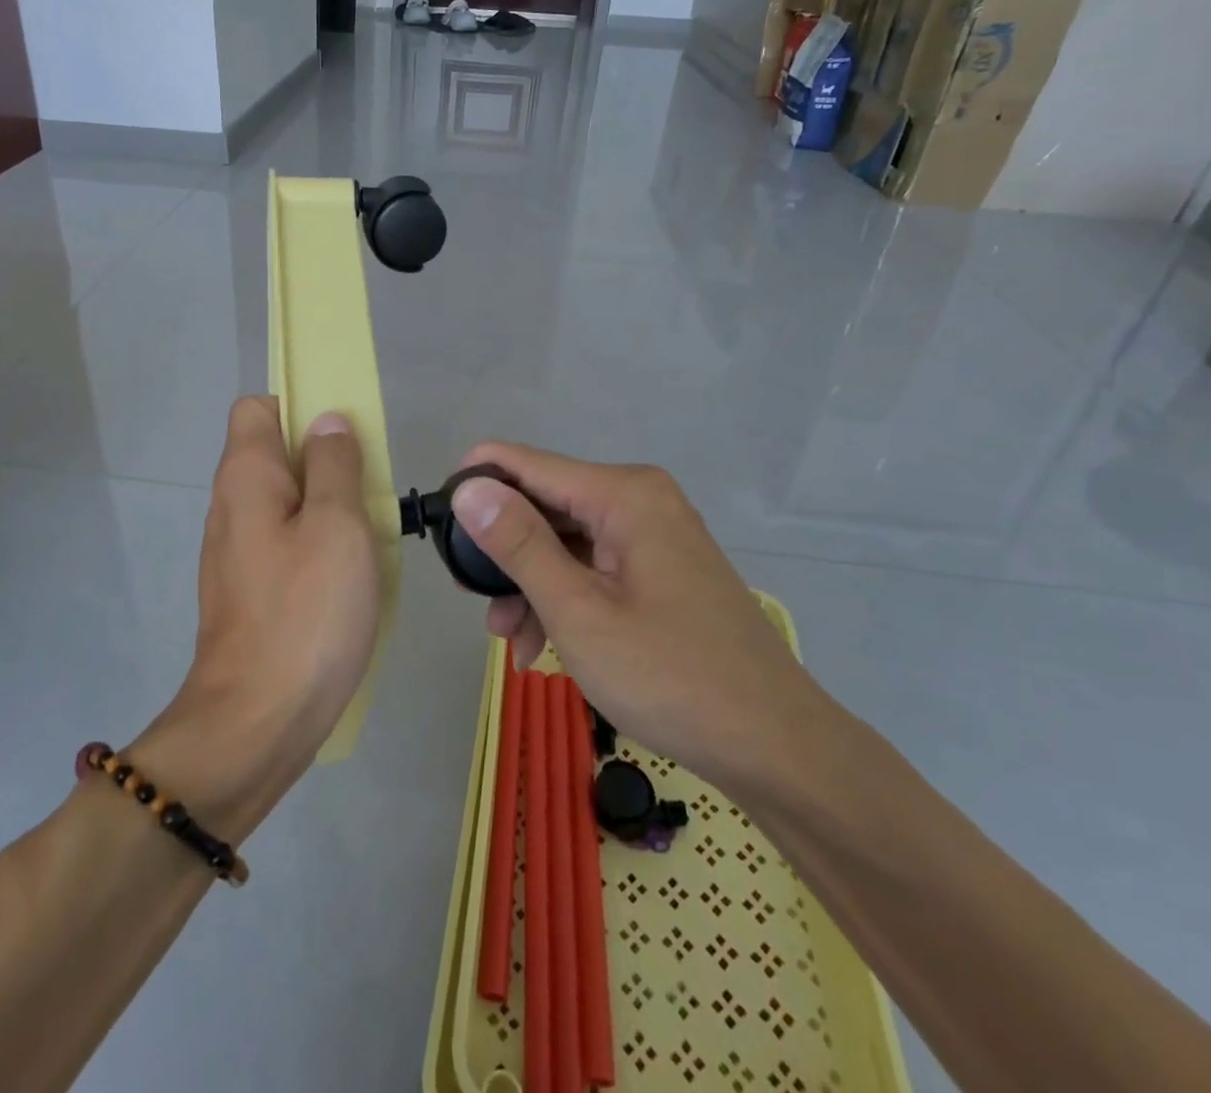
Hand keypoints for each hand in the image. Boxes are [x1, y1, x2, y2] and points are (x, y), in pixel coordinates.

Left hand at [134, 398, 381, 837]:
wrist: (256, 723)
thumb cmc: (305, 613)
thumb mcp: (338, 525)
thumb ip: (334, 464)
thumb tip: (327, 421)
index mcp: (246, 477)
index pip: (258, 407)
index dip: (301, 407)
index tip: (345, 436)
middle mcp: (230, 505)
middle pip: (276, 454)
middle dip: (325, 460)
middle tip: (371, 489)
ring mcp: (235, 552)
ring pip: (285, 502)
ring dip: (327, 507)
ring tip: (369, 534)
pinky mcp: (248, 591)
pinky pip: (285, 544)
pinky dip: (316, 546)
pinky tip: (349, 577)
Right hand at [449, 443, 826, 795]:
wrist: (775, 746)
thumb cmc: (670, 676)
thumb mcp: (578, 612)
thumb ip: (518, 544)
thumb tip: (468, 487)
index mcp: (623, 494)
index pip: (526, 463)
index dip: (475, 484)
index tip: (435, 523)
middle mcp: (639, 499)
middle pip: (545, 504)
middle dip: (503, 551)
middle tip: (473, 601)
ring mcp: (653, 534)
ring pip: (565, 541)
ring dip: (530, 584)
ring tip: (507, 640)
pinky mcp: (660, 568)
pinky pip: (593, 566)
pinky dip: (563, 597)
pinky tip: (542, 645)